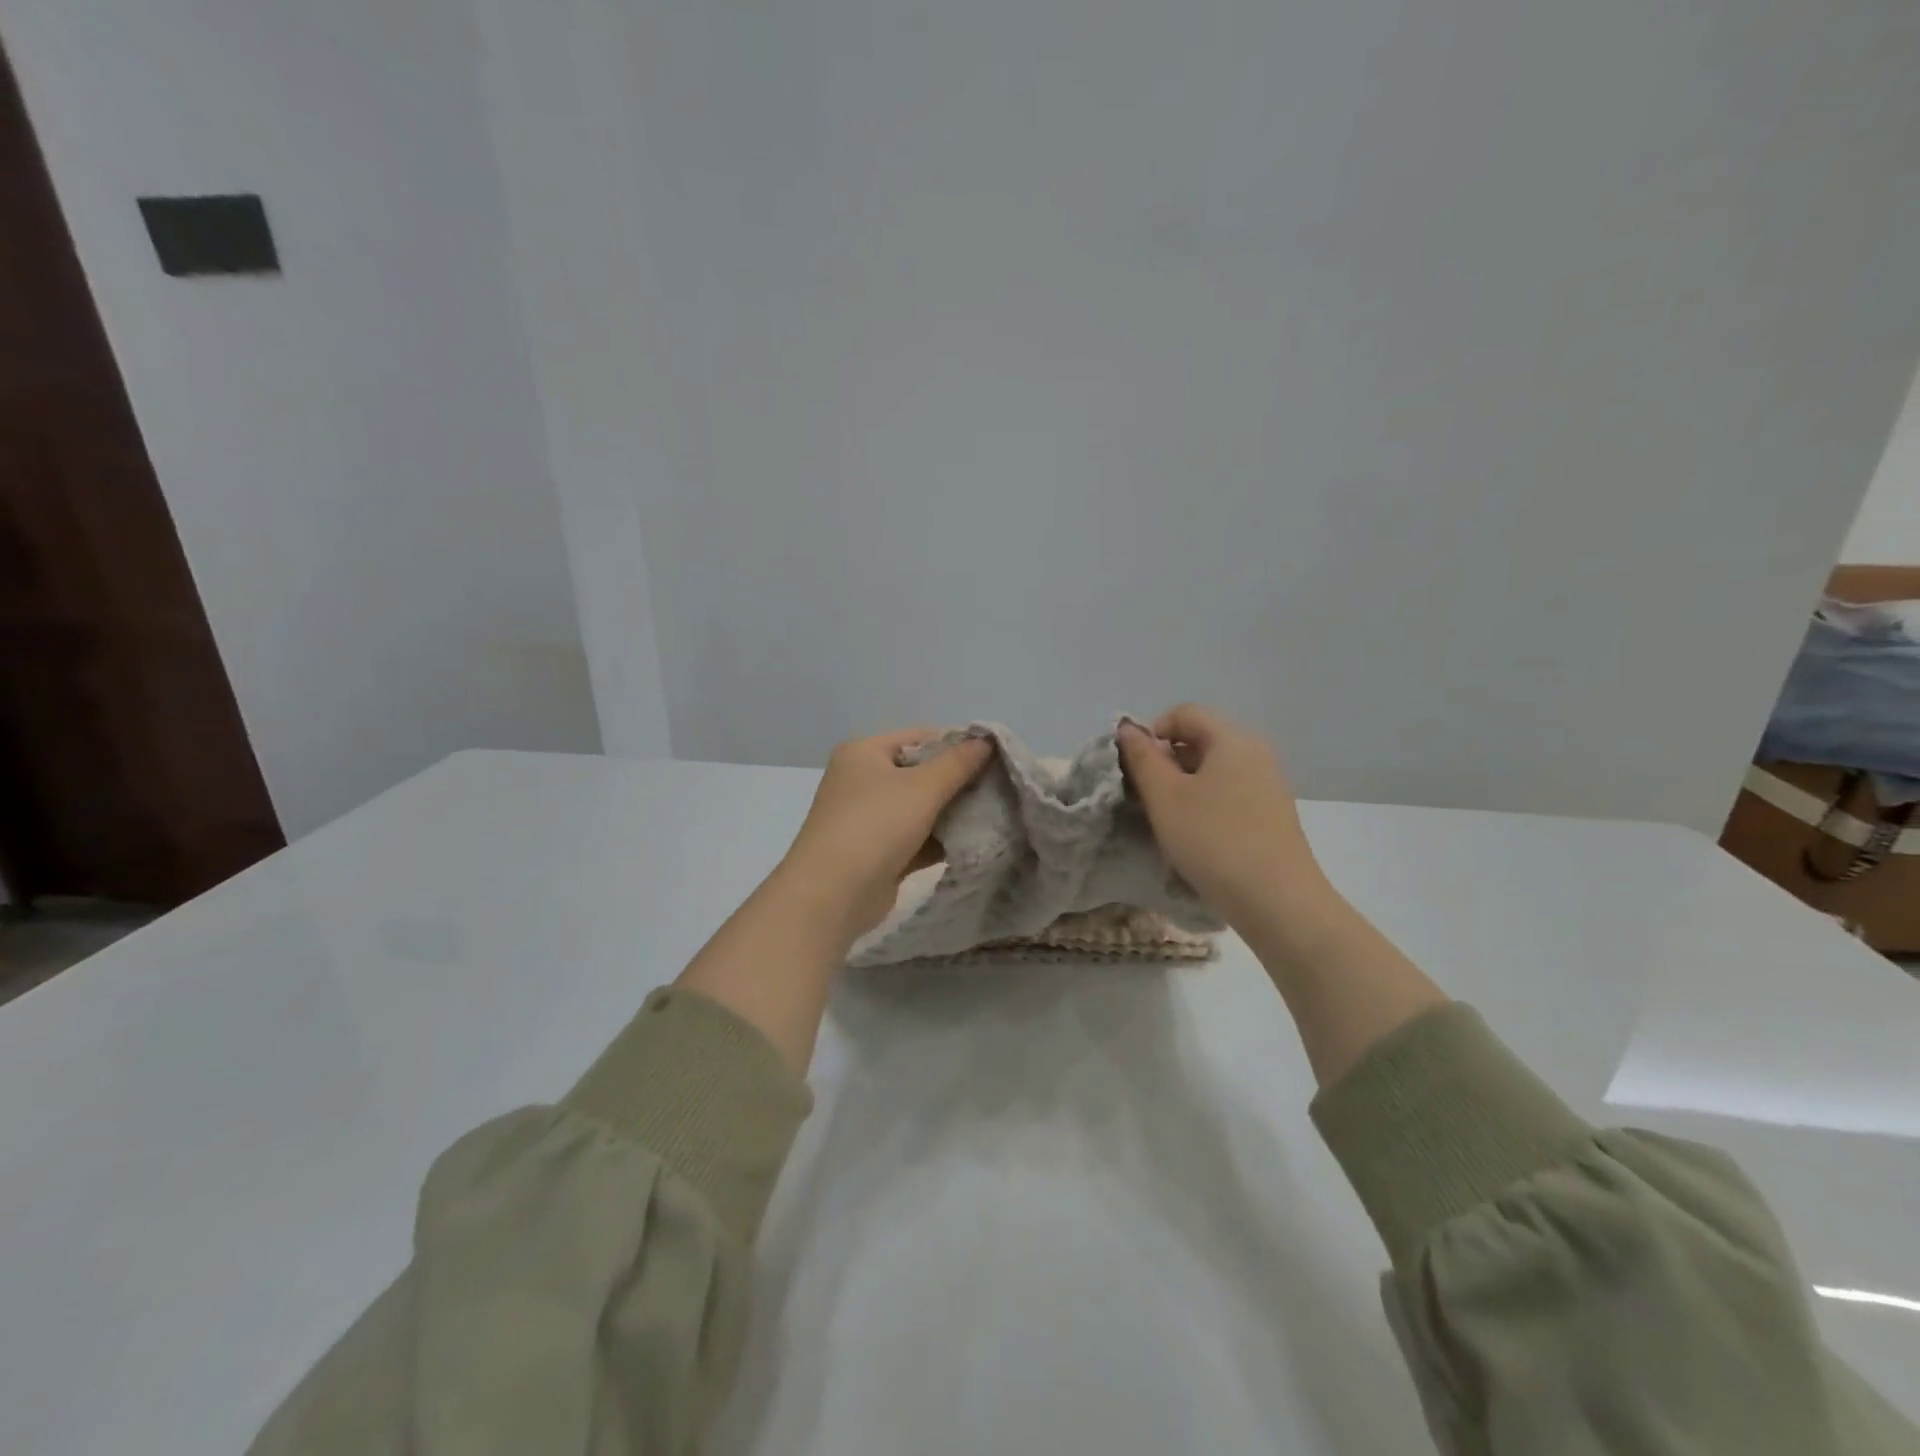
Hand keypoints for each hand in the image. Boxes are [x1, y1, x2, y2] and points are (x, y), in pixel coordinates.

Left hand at [776, 728, 993, 941]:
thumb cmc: (875, 825)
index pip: (919, 737)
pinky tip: (976, 842)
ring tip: (996, 813)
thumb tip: (987, 740)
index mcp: (864, 753)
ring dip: (953, 812)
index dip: (957, 744)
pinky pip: (917, 837)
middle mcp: (863, 781)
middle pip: (921, 772)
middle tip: (999, 787)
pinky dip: (941, 839)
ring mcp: (869, 819)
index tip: (995, 757)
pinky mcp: (878, 853)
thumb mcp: (922, 787)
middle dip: (959, 781)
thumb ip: (958, 763)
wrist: (833, 894)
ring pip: (920, 808)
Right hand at [1117, 705, 1328, 933]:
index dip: (1152, 730)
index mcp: (1232, 739)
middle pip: (1201, 738)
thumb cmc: (1213, 840)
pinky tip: (1197, 834)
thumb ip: (1142, 758)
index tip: (1134, 766)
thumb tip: (1128, 728)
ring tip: (1168, 818)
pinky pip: (1231, 791)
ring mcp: (1269, 783)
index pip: (1184, 713)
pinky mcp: (1273, 813)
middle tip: (1145, 794)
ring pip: (1215, 768)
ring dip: (1184, 783)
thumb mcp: (1165, 797)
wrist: (1277, 901)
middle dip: (1167, 759)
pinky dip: (1206, 801)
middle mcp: (1256, 752)